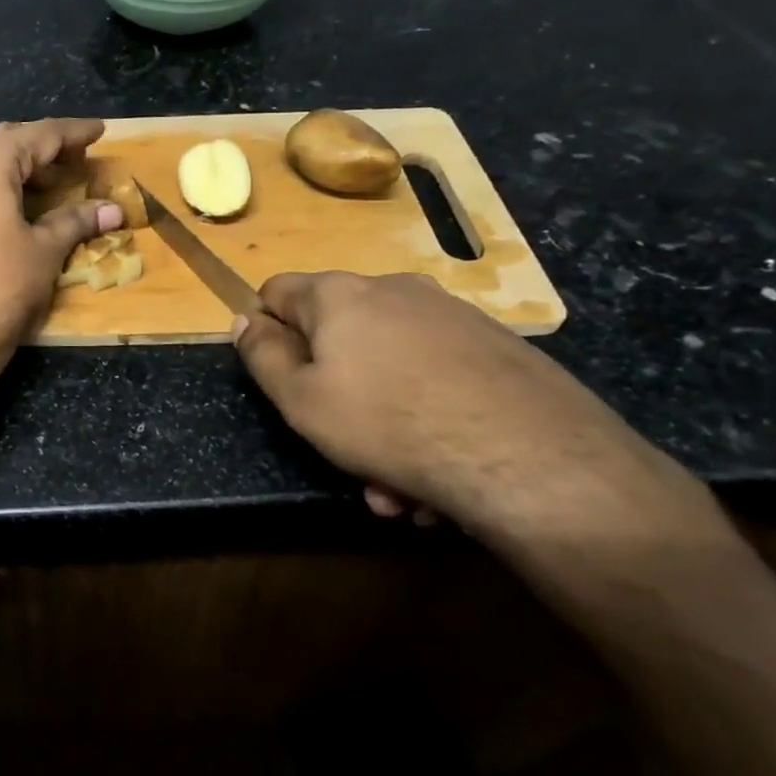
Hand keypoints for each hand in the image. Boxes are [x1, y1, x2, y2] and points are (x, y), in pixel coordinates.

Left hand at [0, 119, 122, 365]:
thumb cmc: (1, 288)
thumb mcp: (45, 250)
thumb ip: (77, 221)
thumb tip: (113, 210)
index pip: (37, 135)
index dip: (72, 133)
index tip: (99, 131)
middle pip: (4, 143)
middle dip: (42, 148)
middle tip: (75, 160)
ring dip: (13, 168)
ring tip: (45, 186)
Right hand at [233, 271, 713, 546]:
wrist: (532, 458)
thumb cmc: (389, 424)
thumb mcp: (301, 401)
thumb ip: (262, 356)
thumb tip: (243, 320)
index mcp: (340, 294)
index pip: (278, 291)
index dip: (267, 332)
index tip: (279, 379)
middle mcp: (395, 290)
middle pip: (339, 334)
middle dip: (333, 391)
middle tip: (341, 448)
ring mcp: (453, 316)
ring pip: (390, 365)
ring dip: (379, 418)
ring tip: (396, 486)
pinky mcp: (499, 347)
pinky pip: (437, 379)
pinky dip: (426, 417)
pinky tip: (440, 475)